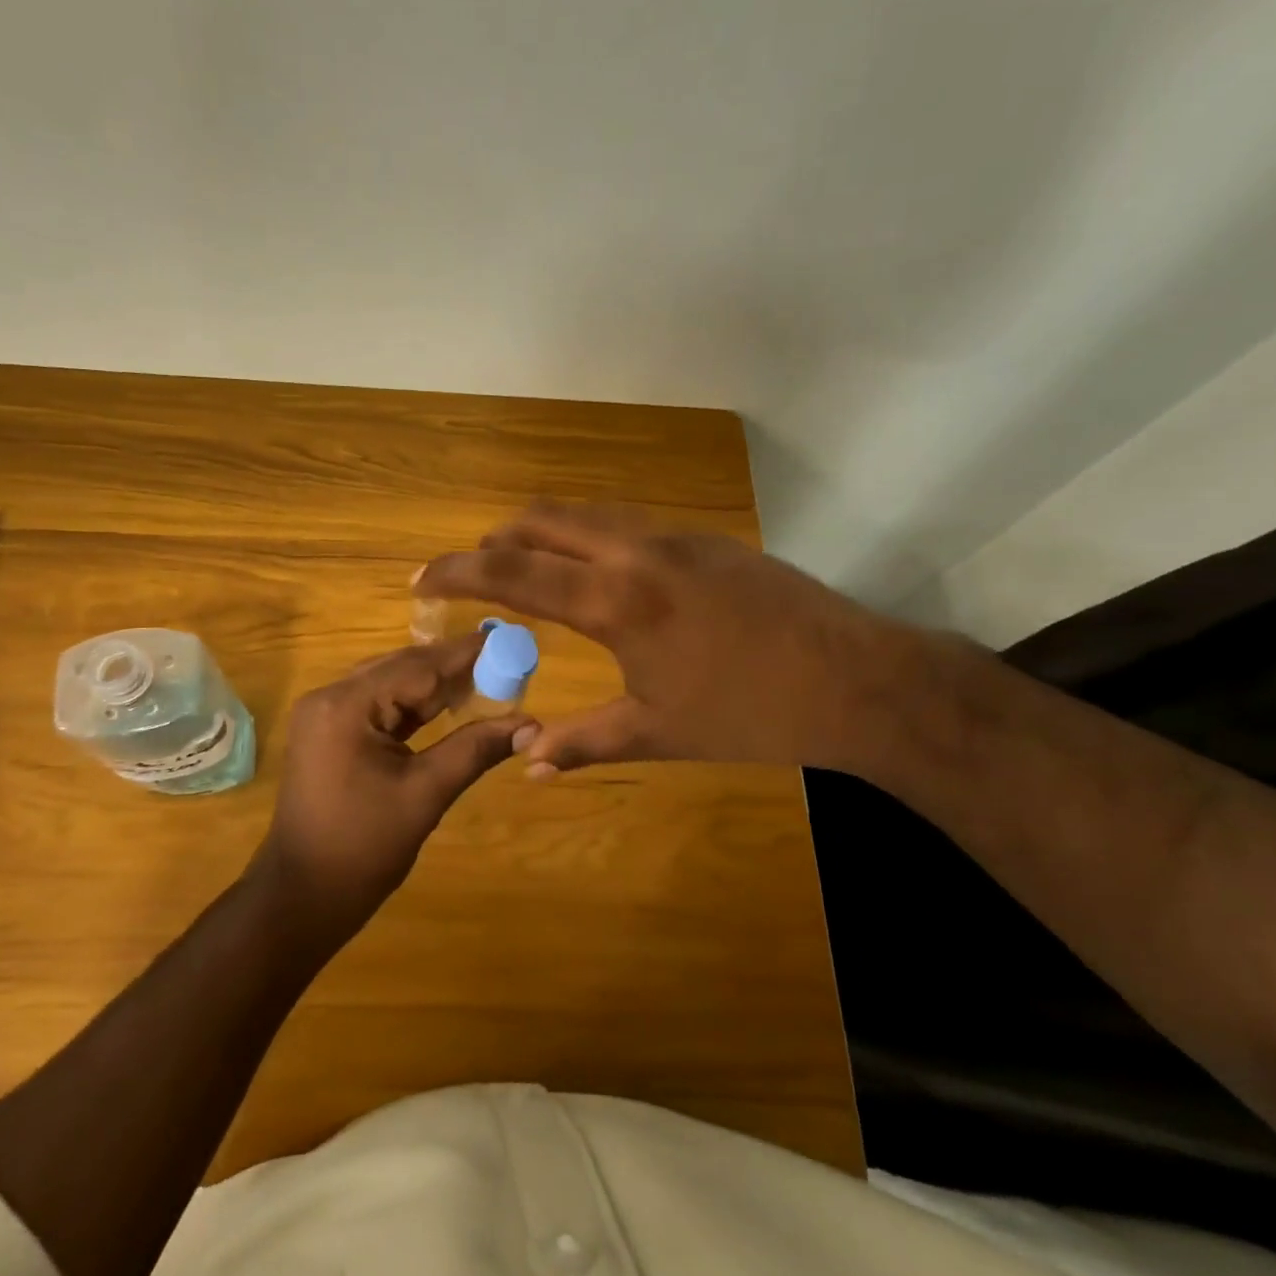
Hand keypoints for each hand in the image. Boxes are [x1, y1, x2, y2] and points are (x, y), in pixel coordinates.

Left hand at [251, 636, 524, 939]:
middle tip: (503, 659)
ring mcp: (325, 714)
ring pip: (390, 685)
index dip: (464, 654)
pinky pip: (378, 706)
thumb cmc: (363, 849)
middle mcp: (329, 697)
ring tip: (485, 676)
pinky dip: (412, 706)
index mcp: (346, 706)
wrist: (303, 898)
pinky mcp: (329, 733)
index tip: (507, 640)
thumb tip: (531, 725)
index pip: (416, 667)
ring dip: (434, 685)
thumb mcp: (425, 794)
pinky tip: (447, 703)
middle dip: (451, 666)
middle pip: (401, 669)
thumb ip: (475, 750)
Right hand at [414, 500, 910, 775]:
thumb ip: (584, 743)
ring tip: (533, 573)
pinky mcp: (704, 539)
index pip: (512, 570)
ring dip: (544, 533)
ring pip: (586, 512)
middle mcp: (635, 551)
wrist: (855, 679)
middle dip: (496, 540)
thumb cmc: (748, 714)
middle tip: (478, 574)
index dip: (457, 571)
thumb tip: (528, 762)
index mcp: (615, 600)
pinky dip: (589, 537)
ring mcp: (674, 537)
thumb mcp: (657, 732)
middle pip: (541, 518)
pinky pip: (625, 522)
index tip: (421, 578)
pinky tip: (603, 579)